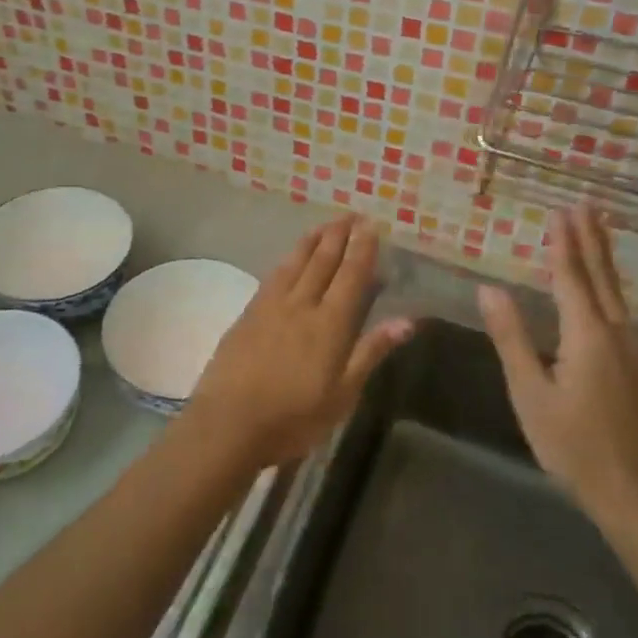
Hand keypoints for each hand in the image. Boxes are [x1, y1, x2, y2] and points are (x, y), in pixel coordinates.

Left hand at [184, 215, 413, 468]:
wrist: (228, 423)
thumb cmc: (293, 417)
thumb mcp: (343, 394)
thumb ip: (371, 351)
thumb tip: (408, 320)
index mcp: (330, 324)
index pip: (351, 276)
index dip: (362, 249)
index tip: (371, 225)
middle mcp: (302, 305)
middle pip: (322, 261)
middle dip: (339, 236)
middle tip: (350, 215)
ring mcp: (271, 306)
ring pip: (295, 263)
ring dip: (312, 241)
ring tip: (324, 225)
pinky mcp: (248, 314)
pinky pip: (273, 276)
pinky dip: (287, 260)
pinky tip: (289, 258)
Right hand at [477, 205, 637, 521]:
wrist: (636, 494)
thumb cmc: (573, 446)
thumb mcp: (530, 393)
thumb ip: (511, 338)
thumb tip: (489, 289)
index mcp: (588, 336)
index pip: (571, 278)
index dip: (562, 244)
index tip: (558, 212)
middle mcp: (617, 333)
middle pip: (602, 276)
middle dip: (590, 239)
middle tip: (584, 205)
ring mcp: (635, 350)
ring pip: (615, 292)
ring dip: (602, 259)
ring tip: (594, 232)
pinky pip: (620, 311)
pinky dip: (607, 286)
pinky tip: (602, 289)